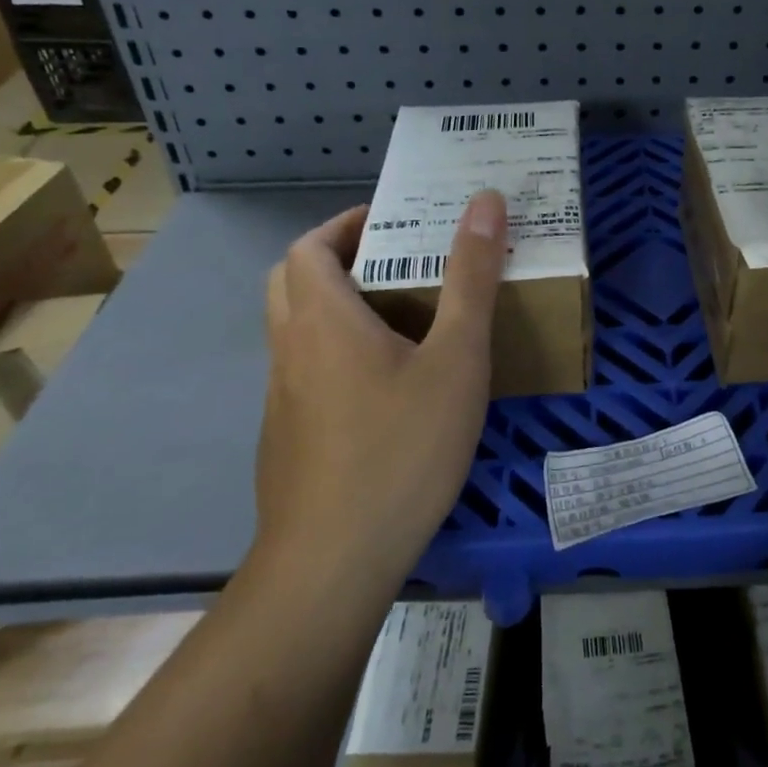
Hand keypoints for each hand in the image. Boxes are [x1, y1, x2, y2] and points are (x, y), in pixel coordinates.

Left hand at [250, 191, 507, 582]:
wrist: (333, 564)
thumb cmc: (402, 448)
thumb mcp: (456, 359)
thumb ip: (470, 279)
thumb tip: (484, 201)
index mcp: (322, 319)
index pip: (310, 246)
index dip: (347, 224)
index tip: (395, 223)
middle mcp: (290, 350)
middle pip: (293, 280)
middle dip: (338, 259)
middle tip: (397, 263)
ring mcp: (282, 398)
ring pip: (297, 328)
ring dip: (336, 305)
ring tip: (402, 317)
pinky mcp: (288, 437)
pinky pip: (306, 370)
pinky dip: (335, 351)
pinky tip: (386, 387)